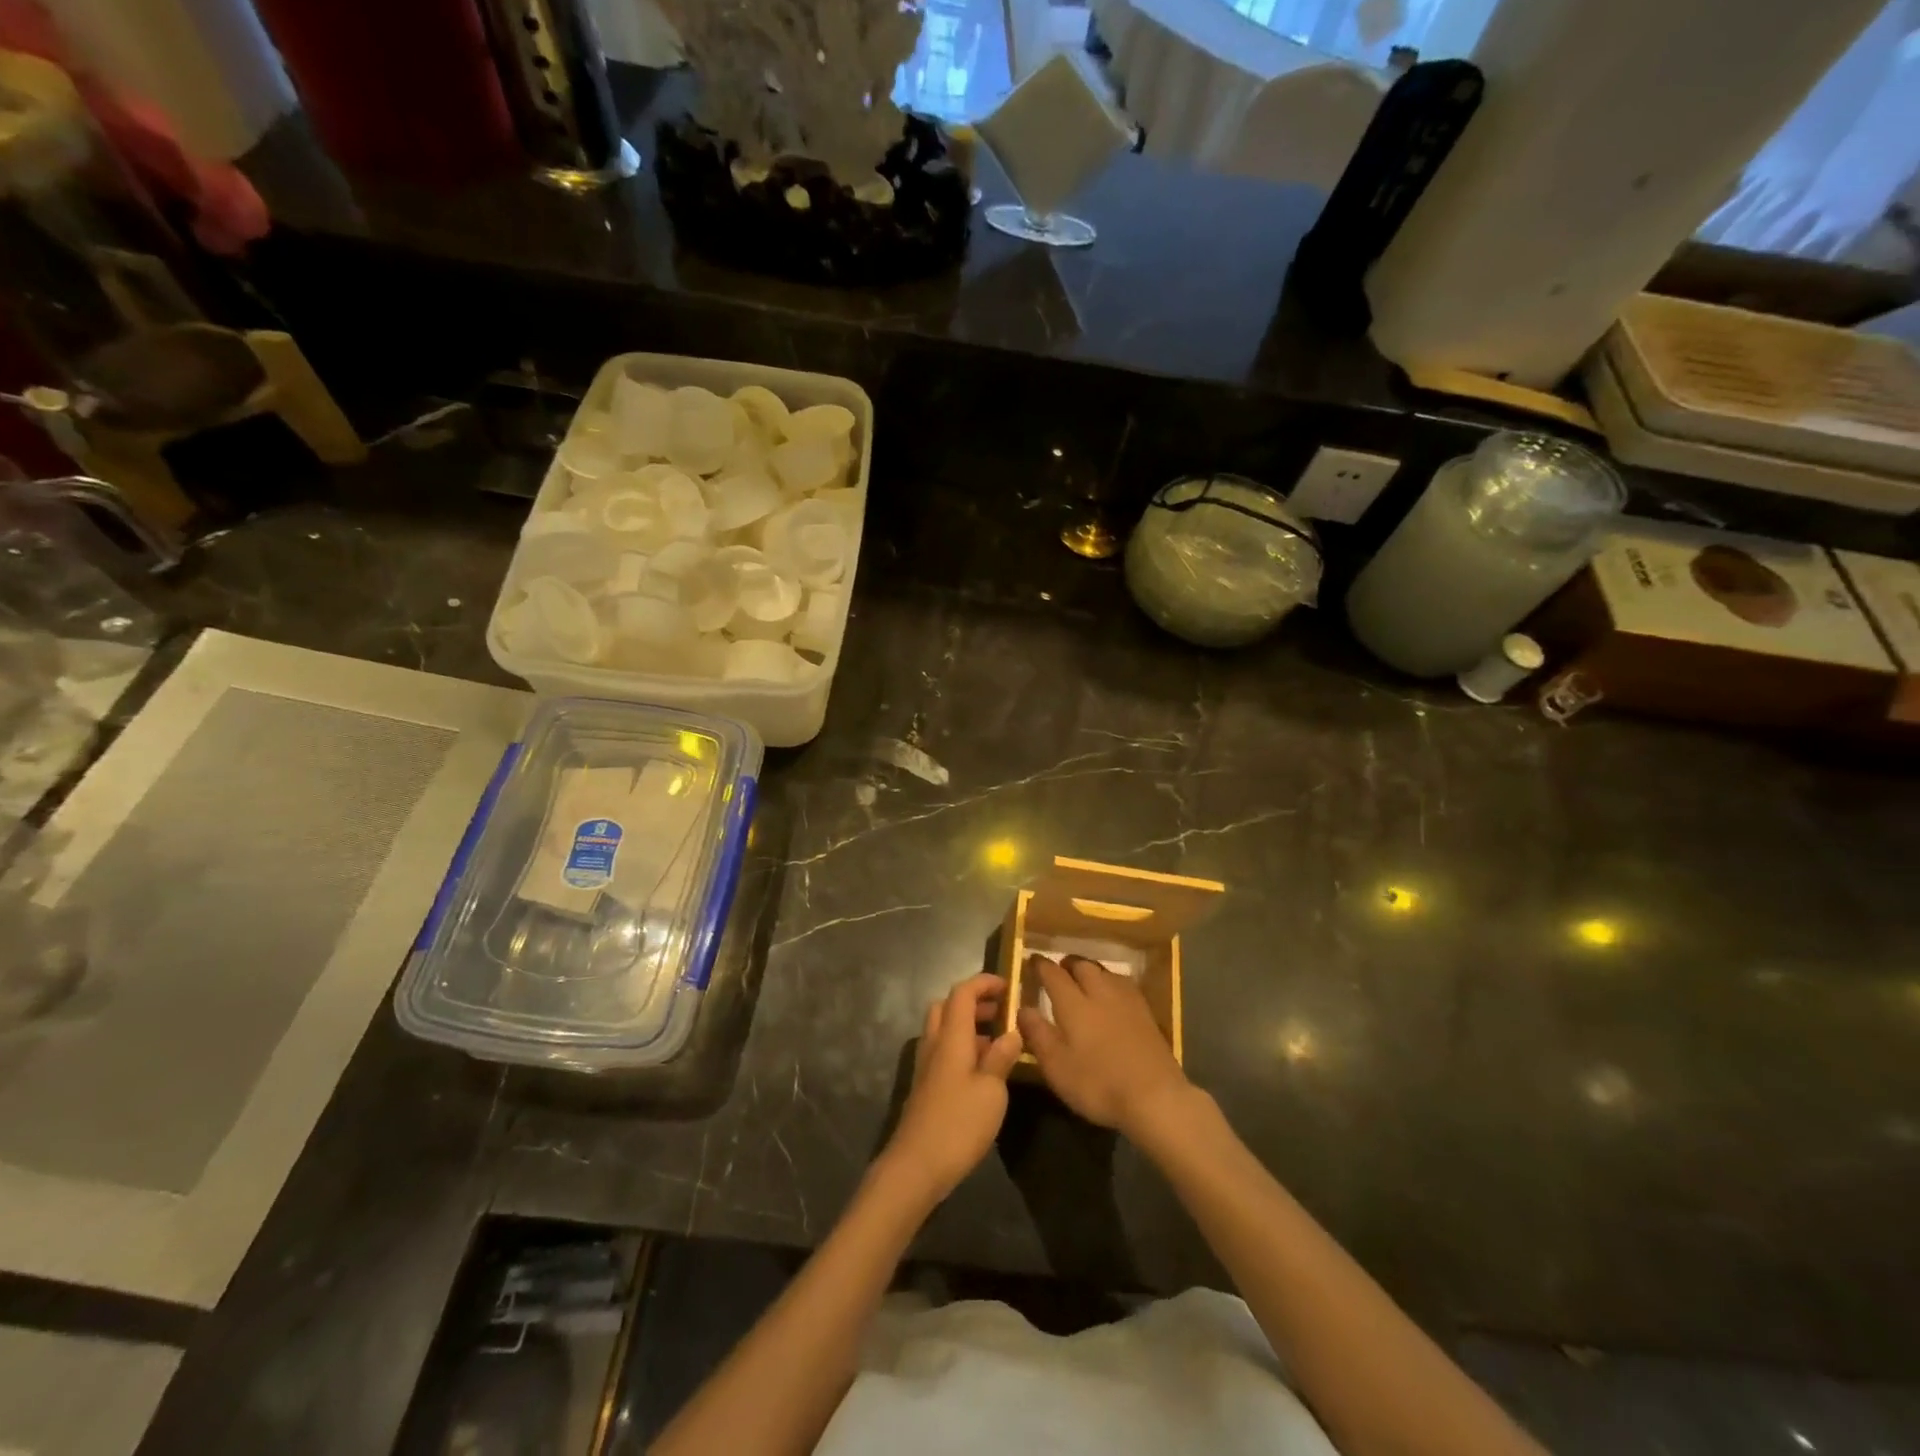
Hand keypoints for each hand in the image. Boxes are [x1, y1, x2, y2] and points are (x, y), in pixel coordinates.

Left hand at [882, 973, 1022, 1205]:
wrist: (915, 1167)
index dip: (984, 983)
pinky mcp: (926, 1087)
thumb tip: (1012, 1032)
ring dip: (968, 1026)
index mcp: (951, 1037)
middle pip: (947, 1006)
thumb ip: (1001, 1058)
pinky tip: (982, 1071)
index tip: (1008, 985)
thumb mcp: (991, 1091)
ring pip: (944, 1029)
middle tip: (1001, 1012)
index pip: (962, 993)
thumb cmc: (958, 1124)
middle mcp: (935, 1044)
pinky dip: (962, 1047)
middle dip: (974, 1002)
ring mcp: (927, 1066)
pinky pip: (943, 1051)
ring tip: (999, 1042)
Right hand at [1017, 955, 1190, 1136]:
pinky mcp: (1146, 1013)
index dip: (1040, 966)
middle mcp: (1100, 992)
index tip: (1032, 960)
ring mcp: (1127, 1001)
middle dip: (1068, 964)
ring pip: (1105, 972)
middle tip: (1059, 970)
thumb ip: (1037, 1034)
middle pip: (1082, 966)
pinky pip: (1123, 984)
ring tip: (1084, 979)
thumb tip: (1023, 1008)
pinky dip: (1111, 982)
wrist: (1155, 1097)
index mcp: (1074, 1003)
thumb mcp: (1057, 1066)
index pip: (1053, 974)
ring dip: (1091, 970)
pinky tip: (1113, 995)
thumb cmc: (1098, 1084)